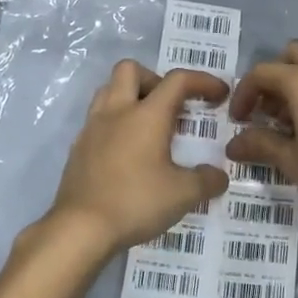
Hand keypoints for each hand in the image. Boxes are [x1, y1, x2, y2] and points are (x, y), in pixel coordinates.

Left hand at [47, 61, 230, 255]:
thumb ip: (206, 181)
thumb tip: (219, 176)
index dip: (202, 80)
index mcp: (146, 115)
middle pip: (131, 69)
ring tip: (148, 125)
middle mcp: (117, 111)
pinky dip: (115, 123)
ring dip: (130, 96)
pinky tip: (127, 152)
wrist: (79, 228)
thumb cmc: (135, 202)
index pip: (178, 80)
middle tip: (170, 106)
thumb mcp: (182, 195)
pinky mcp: (78, 147)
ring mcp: (92, 127)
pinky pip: (97, 118)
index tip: (219, 94)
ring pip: (108, 89)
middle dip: (155, 79)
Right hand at [226, 40, 297, 225]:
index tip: (238, 120)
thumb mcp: (293, 160)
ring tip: (291, 119)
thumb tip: (233, 146)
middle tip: (267, 110)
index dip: (244, 94)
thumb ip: (260, 145)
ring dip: (296, 81)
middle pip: (290, 55)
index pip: (262, 73)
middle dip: (273, 77)